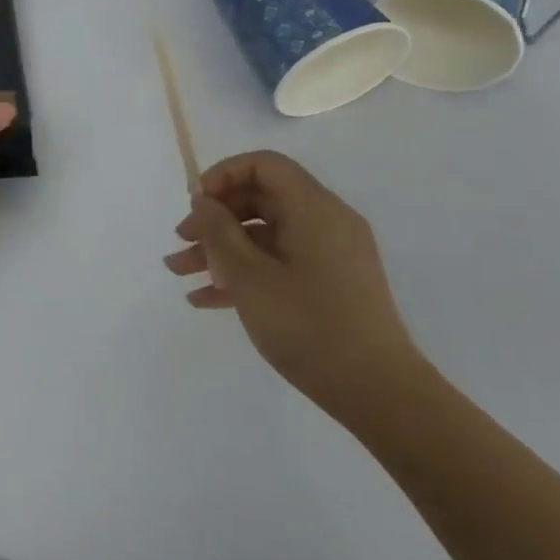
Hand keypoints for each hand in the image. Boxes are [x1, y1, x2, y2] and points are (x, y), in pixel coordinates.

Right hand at [164, 150, 425, 421]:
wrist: (378, 393)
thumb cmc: (307, 324)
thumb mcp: (248, 274)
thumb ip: (218, 229)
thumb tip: (204, 201)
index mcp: (314, 209)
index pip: (264, 165)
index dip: (224, 175)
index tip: (197, 204)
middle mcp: (326, 223)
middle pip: (261, 199)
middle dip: (214, 218)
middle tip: (181, 242)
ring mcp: (331, 256)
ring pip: (264, 235)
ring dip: (220, 250)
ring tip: (180, 274)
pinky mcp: (330, 285)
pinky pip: (279, 263)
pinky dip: (244, 273)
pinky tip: (206, 298)